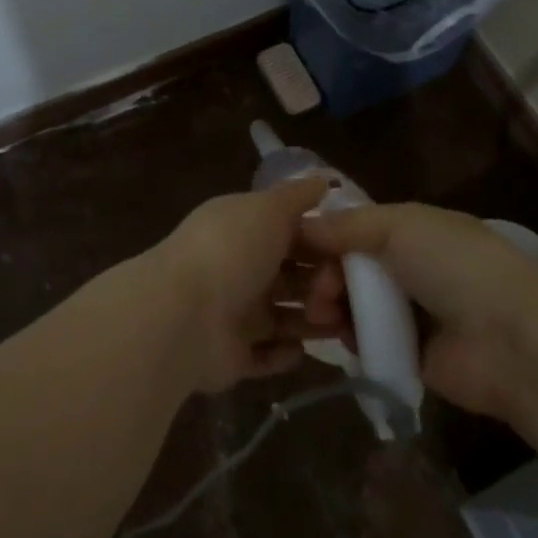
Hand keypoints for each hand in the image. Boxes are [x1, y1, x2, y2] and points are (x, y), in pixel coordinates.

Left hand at [151, 178, 342, 391]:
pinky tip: (302, 350)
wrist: (184, 315)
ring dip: (310, 320)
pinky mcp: (231, 355)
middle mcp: (237, 267)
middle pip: (288, 275)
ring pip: (281, 316)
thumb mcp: (269, 209)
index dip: (320, 241)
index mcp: (242, 228)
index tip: (354, 251)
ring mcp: (232, 312)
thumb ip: (297, 196)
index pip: (288, 232)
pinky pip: (264, 356)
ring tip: (340, 325)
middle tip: (353, 294)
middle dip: (320, 284)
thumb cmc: (232, 251)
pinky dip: (283, 355)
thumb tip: (323, 181)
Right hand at [301, 203, 537, 419]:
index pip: (359, 226)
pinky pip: (369, 341)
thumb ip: (348, 225)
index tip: (297, 248)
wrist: (511, 341)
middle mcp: (413, 266)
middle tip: (316, 292)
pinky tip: (342, 338)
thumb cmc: (456, 267)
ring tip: (323, 316)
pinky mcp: (412, 355)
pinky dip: (353, 339)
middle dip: (326, 274)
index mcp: (416, 229)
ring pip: (356, 303)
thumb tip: (302, 223)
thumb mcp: (400, 226)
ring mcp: (414, 312)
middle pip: (352, 266)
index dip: (327, 235)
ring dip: (333, 306)